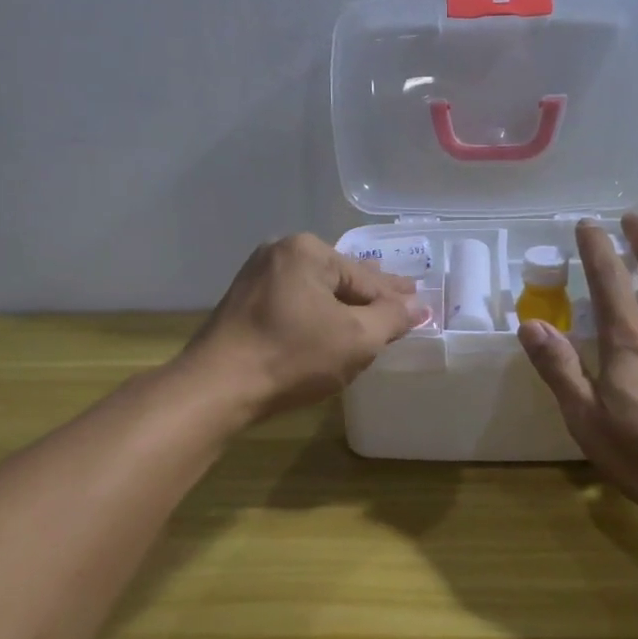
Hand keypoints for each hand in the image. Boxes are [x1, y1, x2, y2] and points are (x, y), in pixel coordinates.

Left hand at [183, 234, 427, 421]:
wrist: (217, 388)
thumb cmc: (293, 356)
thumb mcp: (357, 339)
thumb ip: (391, 318)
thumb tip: (418, 305)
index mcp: (307, 250)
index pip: (365, 278)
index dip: (395, 297)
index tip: (419, 302)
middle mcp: (279, 253)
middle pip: (339, 279)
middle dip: (370, 296)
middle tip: (403, 302)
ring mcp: (255, 277)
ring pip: (315, 293)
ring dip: (343, 308)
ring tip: (371, 318)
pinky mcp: (243, 304)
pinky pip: (294, 304)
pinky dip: (316, 316)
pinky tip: (330, 329)